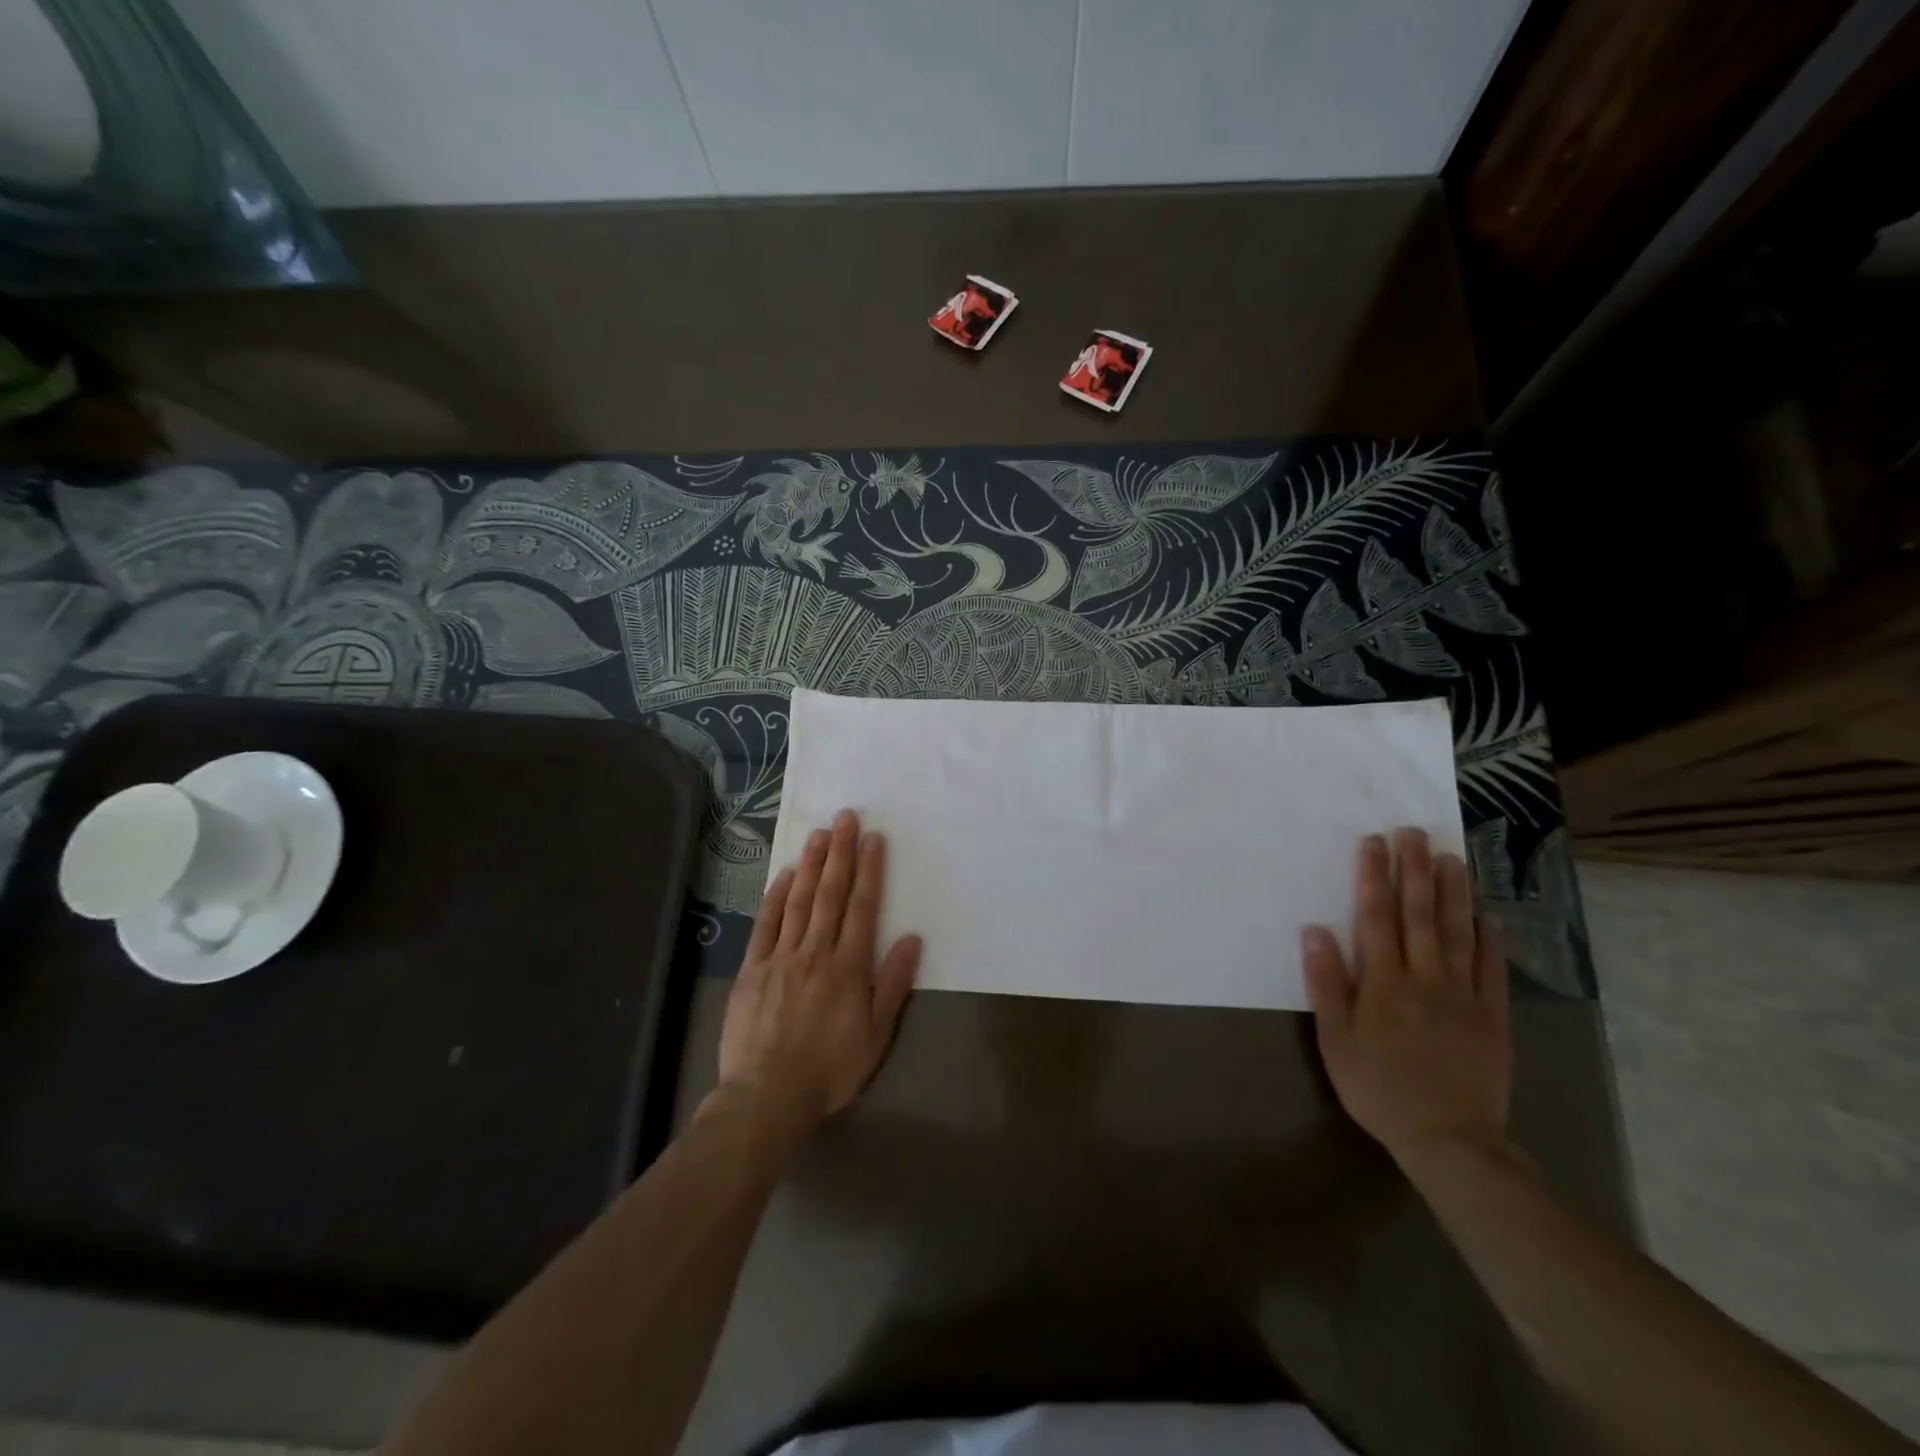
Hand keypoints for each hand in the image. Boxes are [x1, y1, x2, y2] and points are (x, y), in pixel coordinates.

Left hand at [716, 809, 922, 1136]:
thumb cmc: (830, 1069)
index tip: (873, 838)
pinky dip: (776, 896)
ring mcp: (781, 957)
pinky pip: (766, 923)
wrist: (767, 1097)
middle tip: (845, 817)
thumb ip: (892, 984)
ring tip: (820, 834)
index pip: (863, 907)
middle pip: (831, 894)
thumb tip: (912, 939)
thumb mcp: (876, 1036)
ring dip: (811, 865)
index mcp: (849, 967)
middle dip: (840, 853)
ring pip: (799, 901)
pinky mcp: (753, 968)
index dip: (870, 870)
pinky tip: (785, 874)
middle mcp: (816, 952)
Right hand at [1303, 828, 1510, 1168]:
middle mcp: (1424, 978)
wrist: (1449, 1141)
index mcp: (1383, 983)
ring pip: (1457, 932)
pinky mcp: (1493, 1017)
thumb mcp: (1335, 1041)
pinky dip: (1490, 939)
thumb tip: (1315, 931)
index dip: (1373, 877)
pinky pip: (1492, 970)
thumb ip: (1327, 984)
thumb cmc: (1378, 1088)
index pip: (1376, 917)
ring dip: (1452, 892)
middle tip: (1413, 832)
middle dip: (1413, 870)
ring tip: (1450, 856)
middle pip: (1418, 914)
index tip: (1374, 843)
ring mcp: (1463, 996)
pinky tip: (1487, 914)